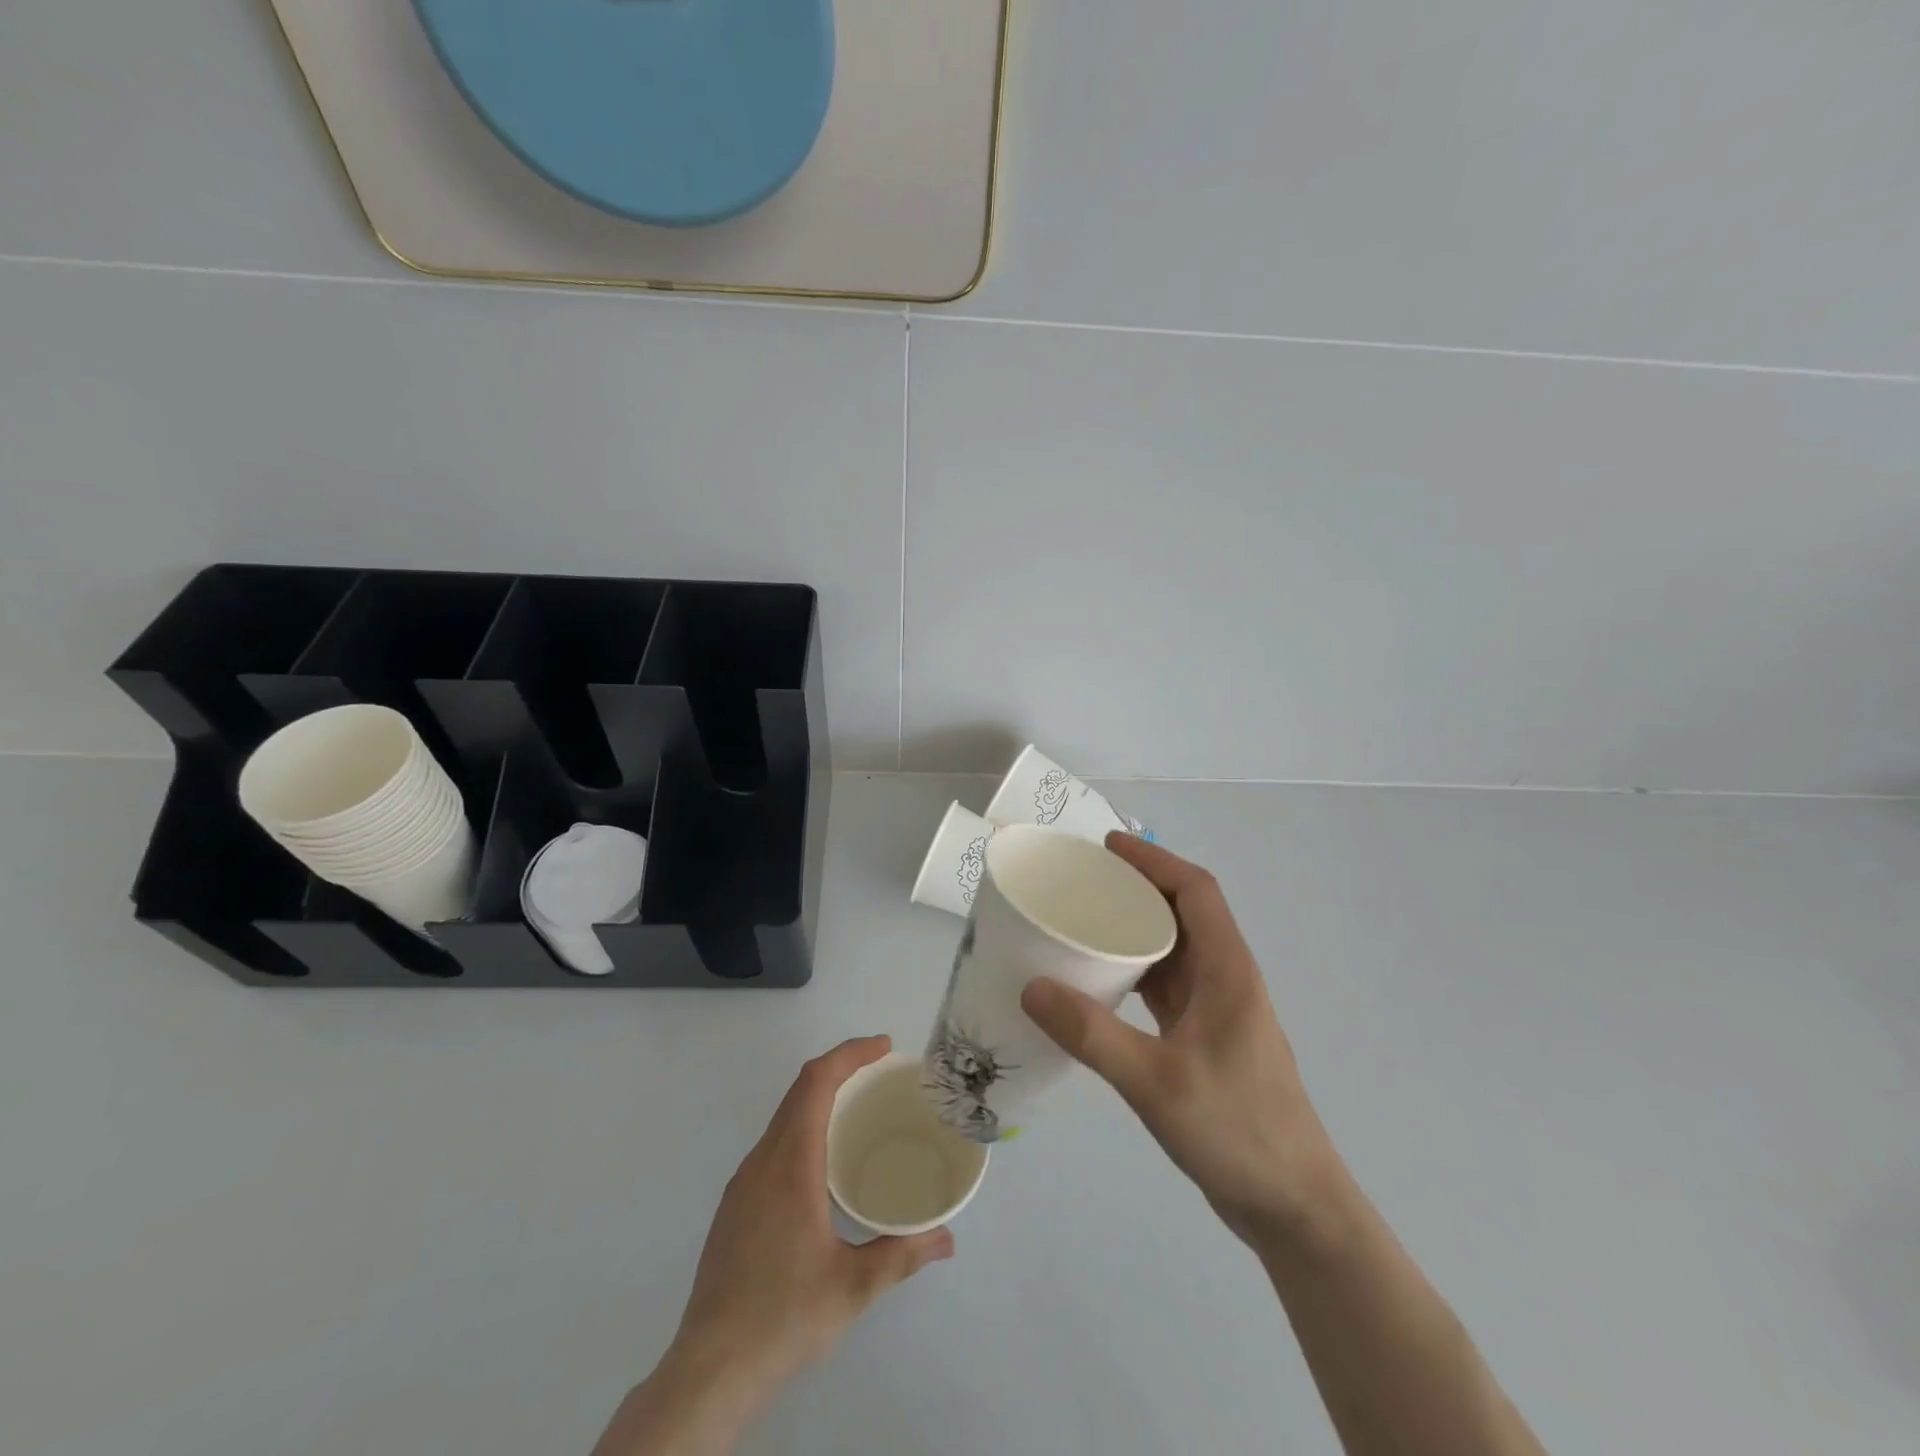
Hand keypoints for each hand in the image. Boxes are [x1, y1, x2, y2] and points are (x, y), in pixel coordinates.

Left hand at [594, 1038, 952, 1455]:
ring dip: (820, 1097)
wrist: (709, 1370)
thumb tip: (946, 1238)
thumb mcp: (854, 1287)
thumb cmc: (784, 1317)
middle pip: (799, 1090)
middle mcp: (762, 1161)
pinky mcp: (735, 1205)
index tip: (884, 1046)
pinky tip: (824, 1163)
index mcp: (790, 1164)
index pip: (816, 1082)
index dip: (850, 1054)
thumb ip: (902, 1254)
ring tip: (858, 1110)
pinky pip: (774, 1143)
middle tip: (881, 1071)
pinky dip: (804, 1127)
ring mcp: (743, 1183)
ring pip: (784, 1116)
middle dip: (841, 1068)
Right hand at [1021, 835, 1337, 1246]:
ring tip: (1082, 923)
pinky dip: (1134, 972)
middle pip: (1183, 913)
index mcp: (1228, 970)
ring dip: (1134, 930)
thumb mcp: (1156, 1082)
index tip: (1106, 848)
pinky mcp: (1206, 1039)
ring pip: (1173, 950)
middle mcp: (1226, 979)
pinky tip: (1099, 984)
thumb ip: (1093, 1035)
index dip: (1154, 862)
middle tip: (1081, 883)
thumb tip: (1032, 987)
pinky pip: (1166, 987)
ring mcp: (1218, 1011)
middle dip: (1136, 889)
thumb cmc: (1237, 1131)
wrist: (1294, 1207)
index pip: (1195, 891)